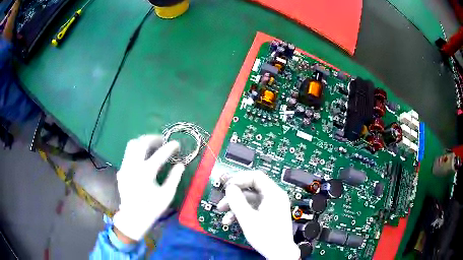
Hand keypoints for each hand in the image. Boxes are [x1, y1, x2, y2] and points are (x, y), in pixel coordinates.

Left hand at [112, 135, 184, 240]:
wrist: (133, 217)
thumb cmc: (152, 208)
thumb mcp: (167, 195)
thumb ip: (174, 178)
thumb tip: (180, 165)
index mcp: (147, 172)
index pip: (160, 154)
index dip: (170, 147)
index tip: (177, 144)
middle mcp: (134, 166)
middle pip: (142, 143)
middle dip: (153, 138)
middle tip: (162, 140)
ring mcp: (125, 167)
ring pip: (132, 145)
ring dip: (143, 142)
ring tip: (151, 145)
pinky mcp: (121, 171)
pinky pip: (128, 154)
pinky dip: (136, 151)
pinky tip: (142, 158)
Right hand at [217, 171, 299, 259]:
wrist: (279, 252)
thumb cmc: (266, 235)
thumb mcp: (248, 218)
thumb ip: (237, 201)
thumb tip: (229, 187)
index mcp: (273, 193)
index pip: (255, 176)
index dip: (239, 179)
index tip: (227, 187)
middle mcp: (273, 196)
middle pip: (251, 188)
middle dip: (234, 195)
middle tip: (221, 202)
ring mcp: (271, 205)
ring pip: (250, 199)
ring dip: (235, 206)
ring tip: (223, 215)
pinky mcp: (268, 213)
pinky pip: (253, 207)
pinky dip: (242, 212)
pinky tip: (231, 221)